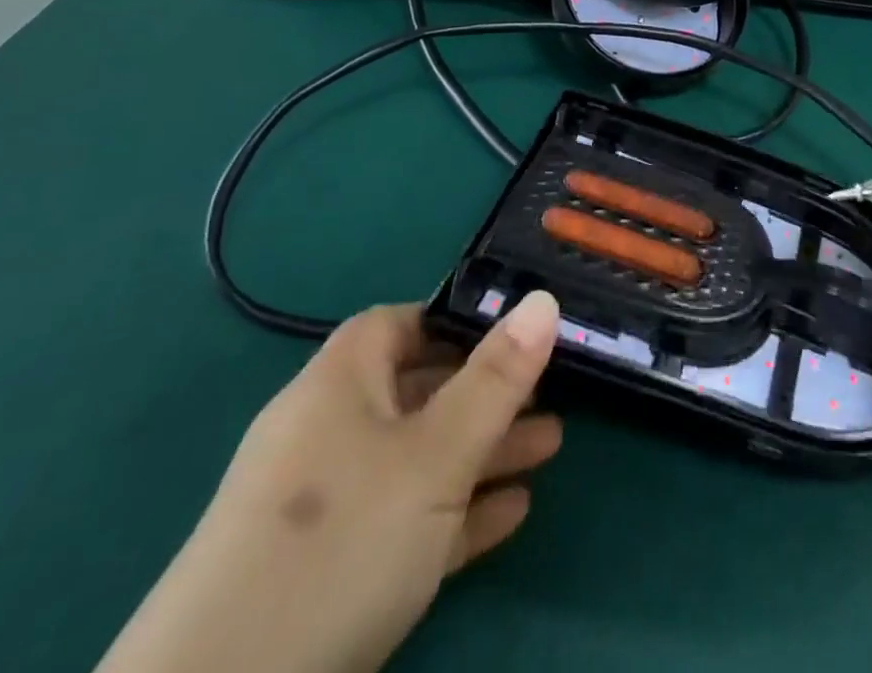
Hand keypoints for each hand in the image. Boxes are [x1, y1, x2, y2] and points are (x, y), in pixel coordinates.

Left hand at [95, 293, 562, 672]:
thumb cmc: (339, 545)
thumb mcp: (435, 455)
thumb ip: (496, 378)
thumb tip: (543, 298)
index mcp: (338, 384)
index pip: (398, 324)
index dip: (455, 322)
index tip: (514, 335)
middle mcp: (325, 432)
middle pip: (417, 392)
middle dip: (487, 394)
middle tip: (550, 397)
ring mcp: (322, 508)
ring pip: (416, 459)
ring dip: (481, 452)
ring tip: (550, 450)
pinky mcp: (323, 574)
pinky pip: (402, 520)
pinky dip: (454, 511)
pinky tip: (510, 515)